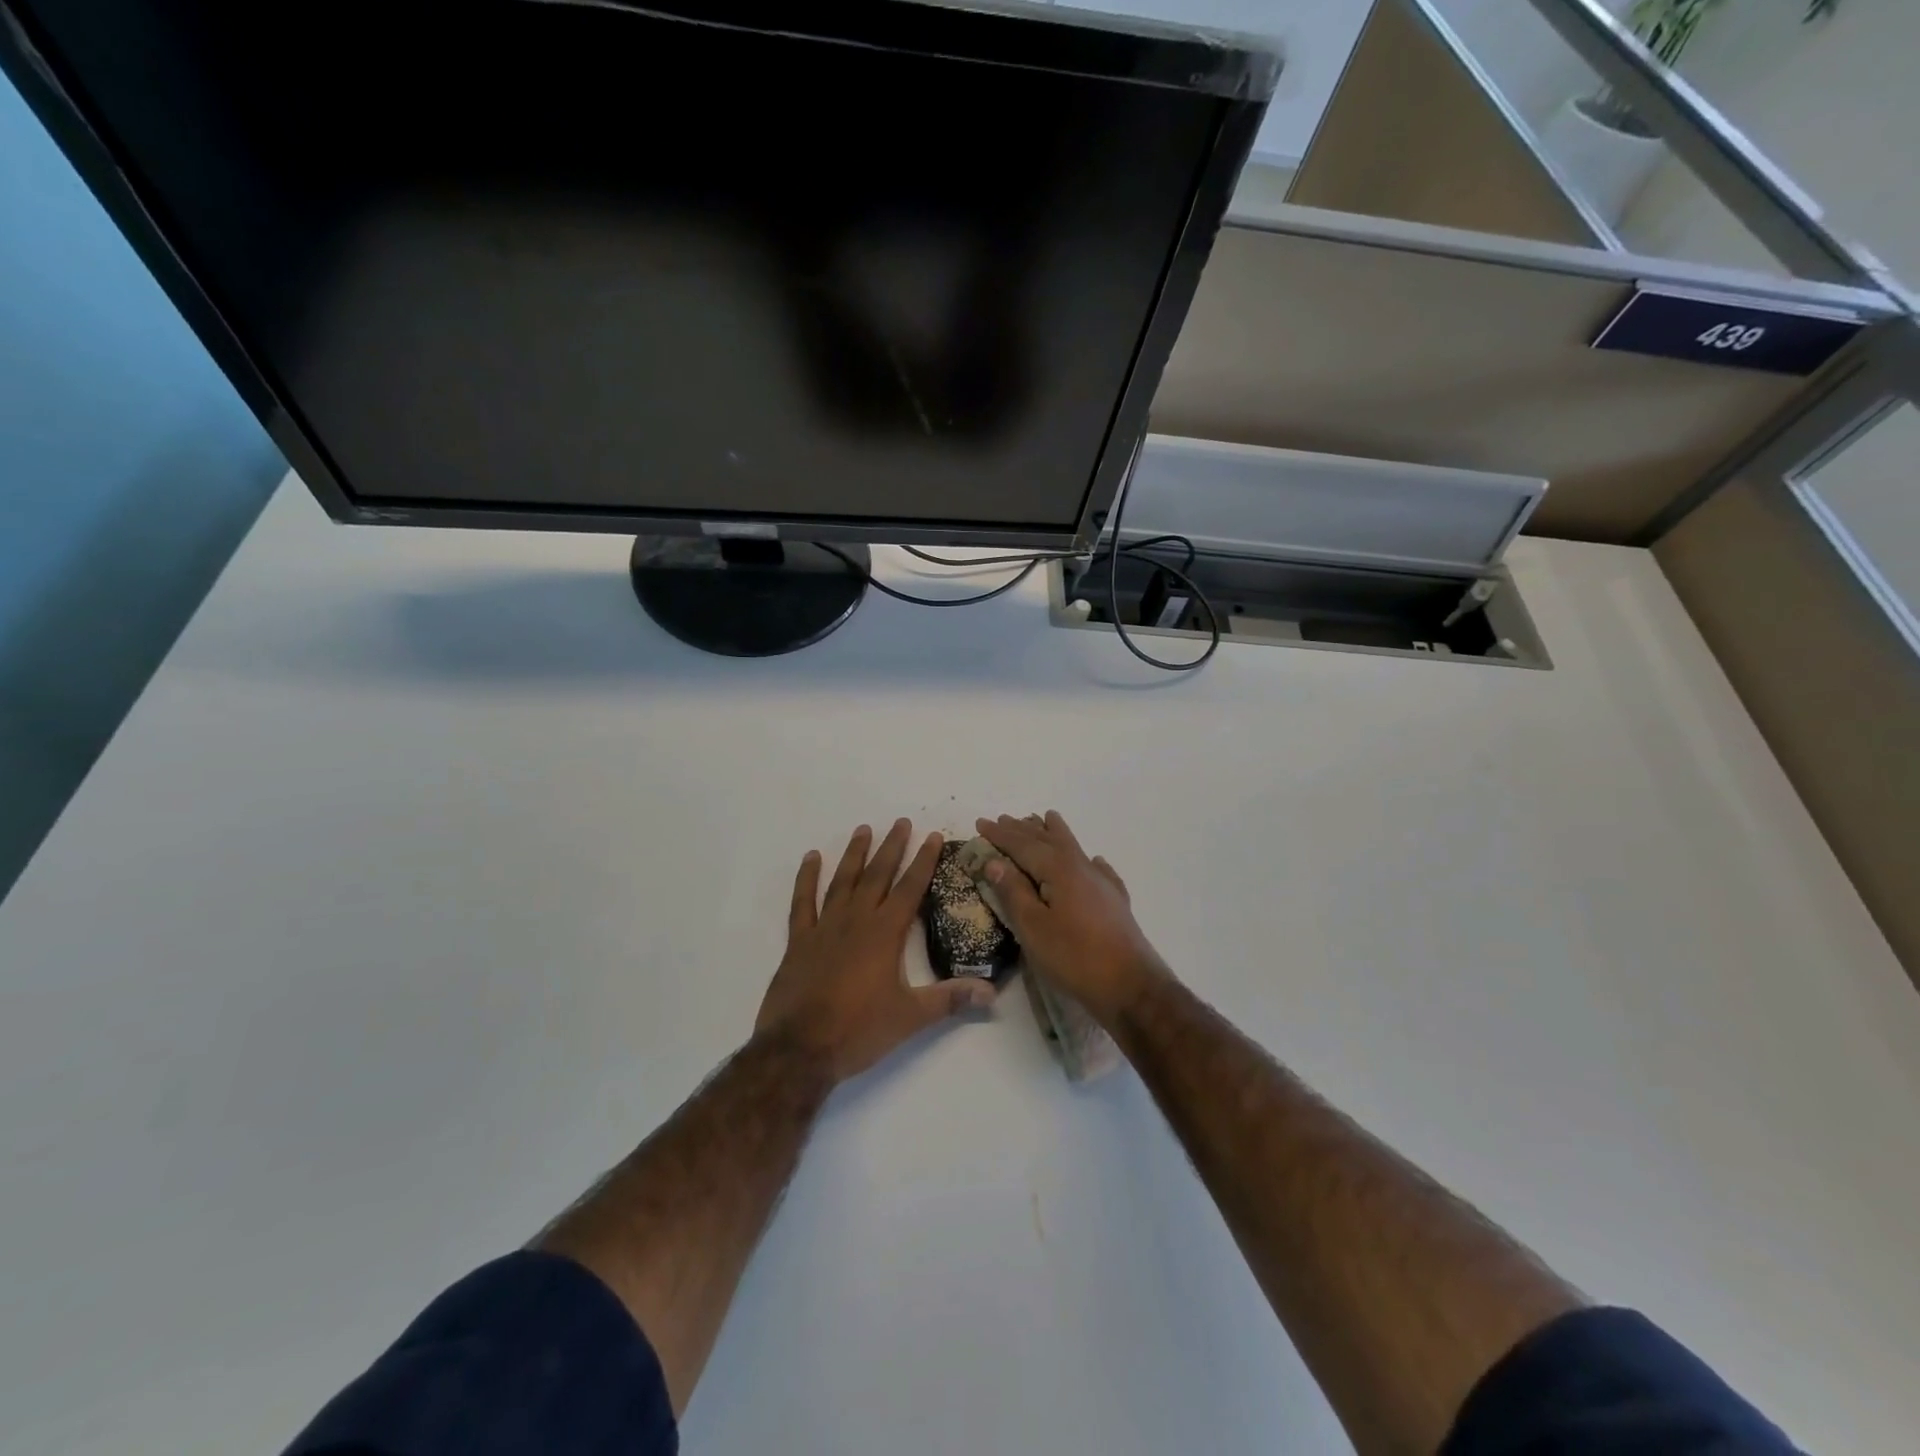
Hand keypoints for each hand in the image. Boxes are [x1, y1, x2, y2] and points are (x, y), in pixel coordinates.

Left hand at [756, 820, 995, 1083]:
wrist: (799, 1050)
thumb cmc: (858, 1031)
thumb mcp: (910, 1017)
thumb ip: (950, 999)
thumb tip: (991, 992)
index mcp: (884, 934)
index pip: (909, 889)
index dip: (923, 861)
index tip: (932, 835)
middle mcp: (856, 921)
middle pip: (877, 876)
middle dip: (892, 848)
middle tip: (901, 822)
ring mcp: (824, 928)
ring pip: (843, 881)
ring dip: (855, 855)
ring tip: (864, 829)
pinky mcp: (799, 941)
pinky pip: (803, 902)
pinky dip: (806, 878)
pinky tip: (811, 858)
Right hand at [973, 812, 1171, 1026]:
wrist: (1130, 986)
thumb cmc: (1074, 957)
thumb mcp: (1032, 927)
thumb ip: (1013, 892)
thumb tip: (995, 861)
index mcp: (1058, 868)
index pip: (1022, 844)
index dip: (1000, 834)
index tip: (980, 823)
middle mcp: (1081, 866)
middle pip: (1048, 840)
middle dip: (1023, 829)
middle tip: (1004, 818)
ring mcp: (1102, 882)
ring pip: (1073, 848)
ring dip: (1054, 834)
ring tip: (1045, 819)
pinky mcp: (1115, 901)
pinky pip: (1098, 869)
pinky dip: (1087, 860)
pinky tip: (1093, 860)